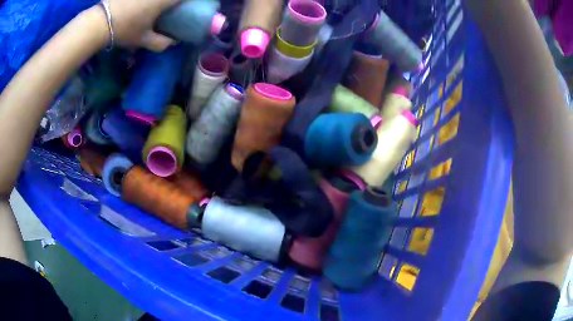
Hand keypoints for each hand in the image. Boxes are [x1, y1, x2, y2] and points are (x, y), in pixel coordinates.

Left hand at [106, 0, 180, 51]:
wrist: (99, 21)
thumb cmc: (124, 29)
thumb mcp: (143, 39)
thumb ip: (161, 42)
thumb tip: (173, 42)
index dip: (188, 1)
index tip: (187, 6)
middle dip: (174, 1)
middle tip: (172, 6)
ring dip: (159, 1)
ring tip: (156, 6)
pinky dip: (145, 0)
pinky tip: (141, 4)